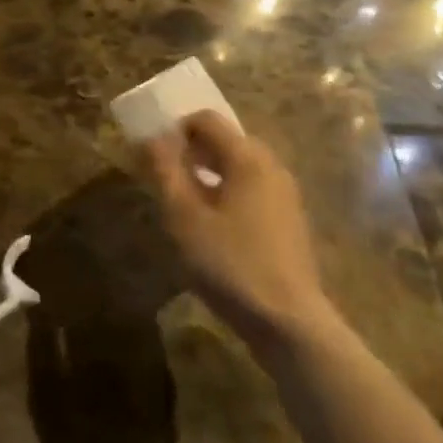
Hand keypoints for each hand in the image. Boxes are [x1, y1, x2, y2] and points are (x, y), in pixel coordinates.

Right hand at [141, 112, 335, 349]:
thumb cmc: (230, 263)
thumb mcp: (184, 217)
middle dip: (192, 152)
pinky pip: (251, 190)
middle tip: (165, 179)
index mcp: (247, 158)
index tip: (153, 153)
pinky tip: (211, 227)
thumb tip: (153, 137)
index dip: (176, 128)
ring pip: (239, 167)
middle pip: (225, 141)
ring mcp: (285, 195)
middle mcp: (271, 166)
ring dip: (208, 174)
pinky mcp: (288, 221)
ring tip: (183, 204)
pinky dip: (227, 194)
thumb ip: (166, 170)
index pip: (207, 120)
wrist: (288, 322)